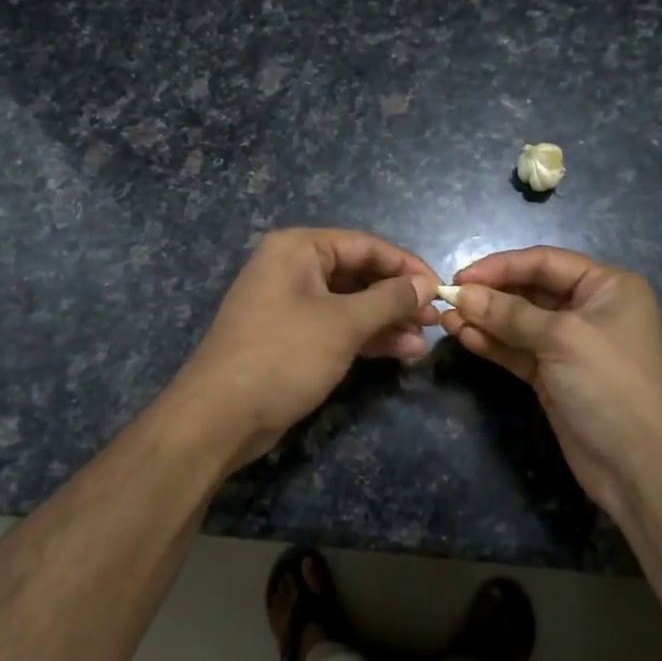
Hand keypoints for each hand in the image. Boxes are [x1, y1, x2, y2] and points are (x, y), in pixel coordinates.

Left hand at [173, 228, 439, 470]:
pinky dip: (367, 337)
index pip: (366, 245)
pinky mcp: (291, 337)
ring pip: (350, 303)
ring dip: (388, 321)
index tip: (441, 288)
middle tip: (435, 319)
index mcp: (298, 249)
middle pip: (359, 273)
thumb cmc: (284, 355)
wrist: (220, 416)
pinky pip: (337, 326)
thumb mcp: (343, 324)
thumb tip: (426, 285)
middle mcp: (292, 268)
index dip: (406, 266)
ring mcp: (290, 304)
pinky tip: (402, 352)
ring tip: (425, 341)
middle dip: (398, 297)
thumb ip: (389, 300)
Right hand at [441, 246, 661, 516]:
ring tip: (446, 320)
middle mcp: (589, 309)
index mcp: (607, 286)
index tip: (460, 278)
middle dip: (489, 295)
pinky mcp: (553, 375)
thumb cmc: (610, 384)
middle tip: (448, 300)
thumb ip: (508, 314)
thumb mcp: (561, 339)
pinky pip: (517, 349)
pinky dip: (492, 343)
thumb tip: (461, 295)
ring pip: (518, 322)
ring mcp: (570, 344)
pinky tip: (464, 337)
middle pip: (530, 290)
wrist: (640, 466)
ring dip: (484, 320)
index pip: (545, 262)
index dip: (501, 266)